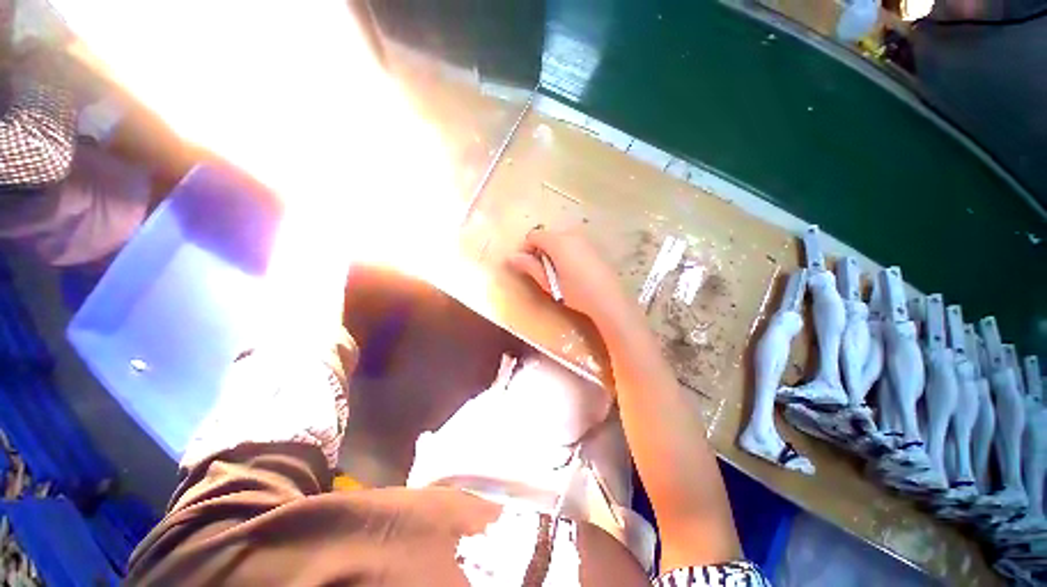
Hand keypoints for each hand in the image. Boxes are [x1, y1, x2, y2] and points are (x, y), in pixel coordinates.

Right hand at [507, 228, 635, 328]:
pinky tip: (573, 270)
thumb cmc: (576, 292)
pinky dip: (567, 252)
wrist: (609, 299)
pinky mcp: (594, 245)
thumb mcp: (549, 282)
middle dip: (540, 250)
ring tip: (558, 273)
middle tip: (543, 272)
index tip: (528, 265)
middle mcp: (571, 234)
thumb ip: (530, 266)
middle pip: (547, 235)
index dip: (526, 248)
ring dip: (553, 251)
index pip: (533, 235)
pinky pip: (573, 243)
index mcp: (558, 241)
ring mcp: (585, 239)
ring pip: (560, 239)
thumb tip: (511, 257)